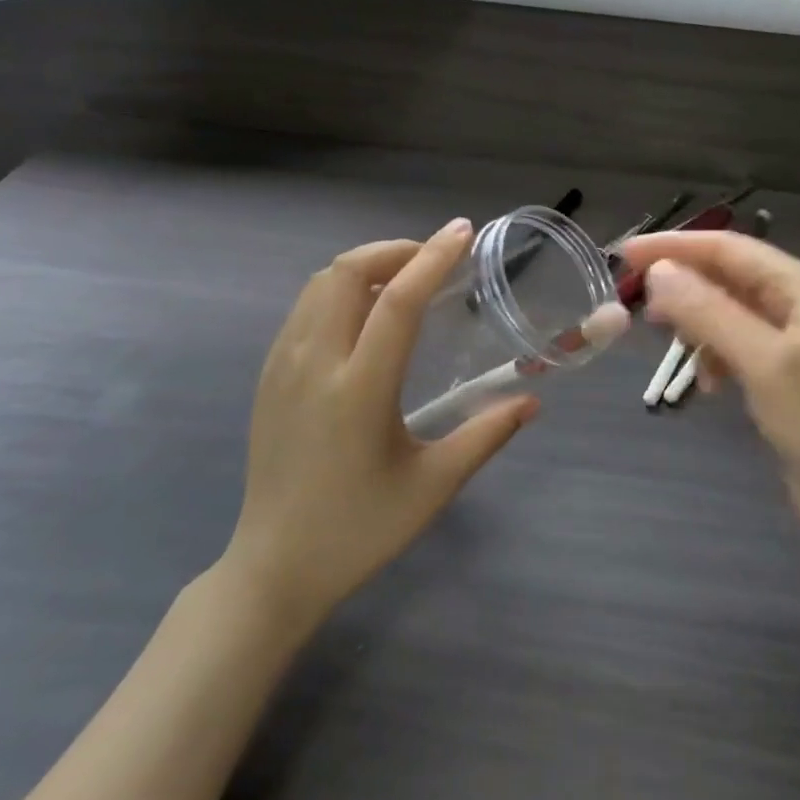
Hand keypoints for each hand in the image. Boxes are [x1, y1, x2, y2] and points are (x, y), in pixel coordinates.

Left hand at [223, 221, 536, 629]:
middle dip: (396, 250)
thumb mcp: (432, 486)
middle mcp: (314, 364)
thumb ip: (485, 436)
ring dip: (366, 265)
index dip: (433, 259)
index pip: (397, 301)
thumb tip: (531, 402)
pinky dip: (339, 288)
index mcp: (358, 390)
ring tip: (405, 279)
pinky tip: (365, 314)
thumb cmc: (359, 530)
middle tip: (436, 259)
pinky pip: (304, 308)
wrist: (274, 567)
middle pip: (348, 272)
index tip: (463, 232)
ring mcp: (282, 365)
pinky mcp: (268, 375)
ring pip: (321, 283)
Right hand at [623, 231, 799, 569]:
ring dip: (694, 319)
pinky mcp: (785, 379)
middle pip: (727, 275)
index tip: (624, 254)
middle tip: (631, 295)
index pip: (727, 248)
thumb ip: (710, 313)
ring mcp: (793, 343)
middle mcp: (798, 305)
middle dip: (680, 281)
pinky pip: (736, 347)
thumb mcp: (765, 363)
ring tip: (664, 338)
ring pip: (728, 312)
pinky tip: (708, 383)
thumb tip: (658, 271)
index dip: (674, 245)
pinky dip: (713, 355)